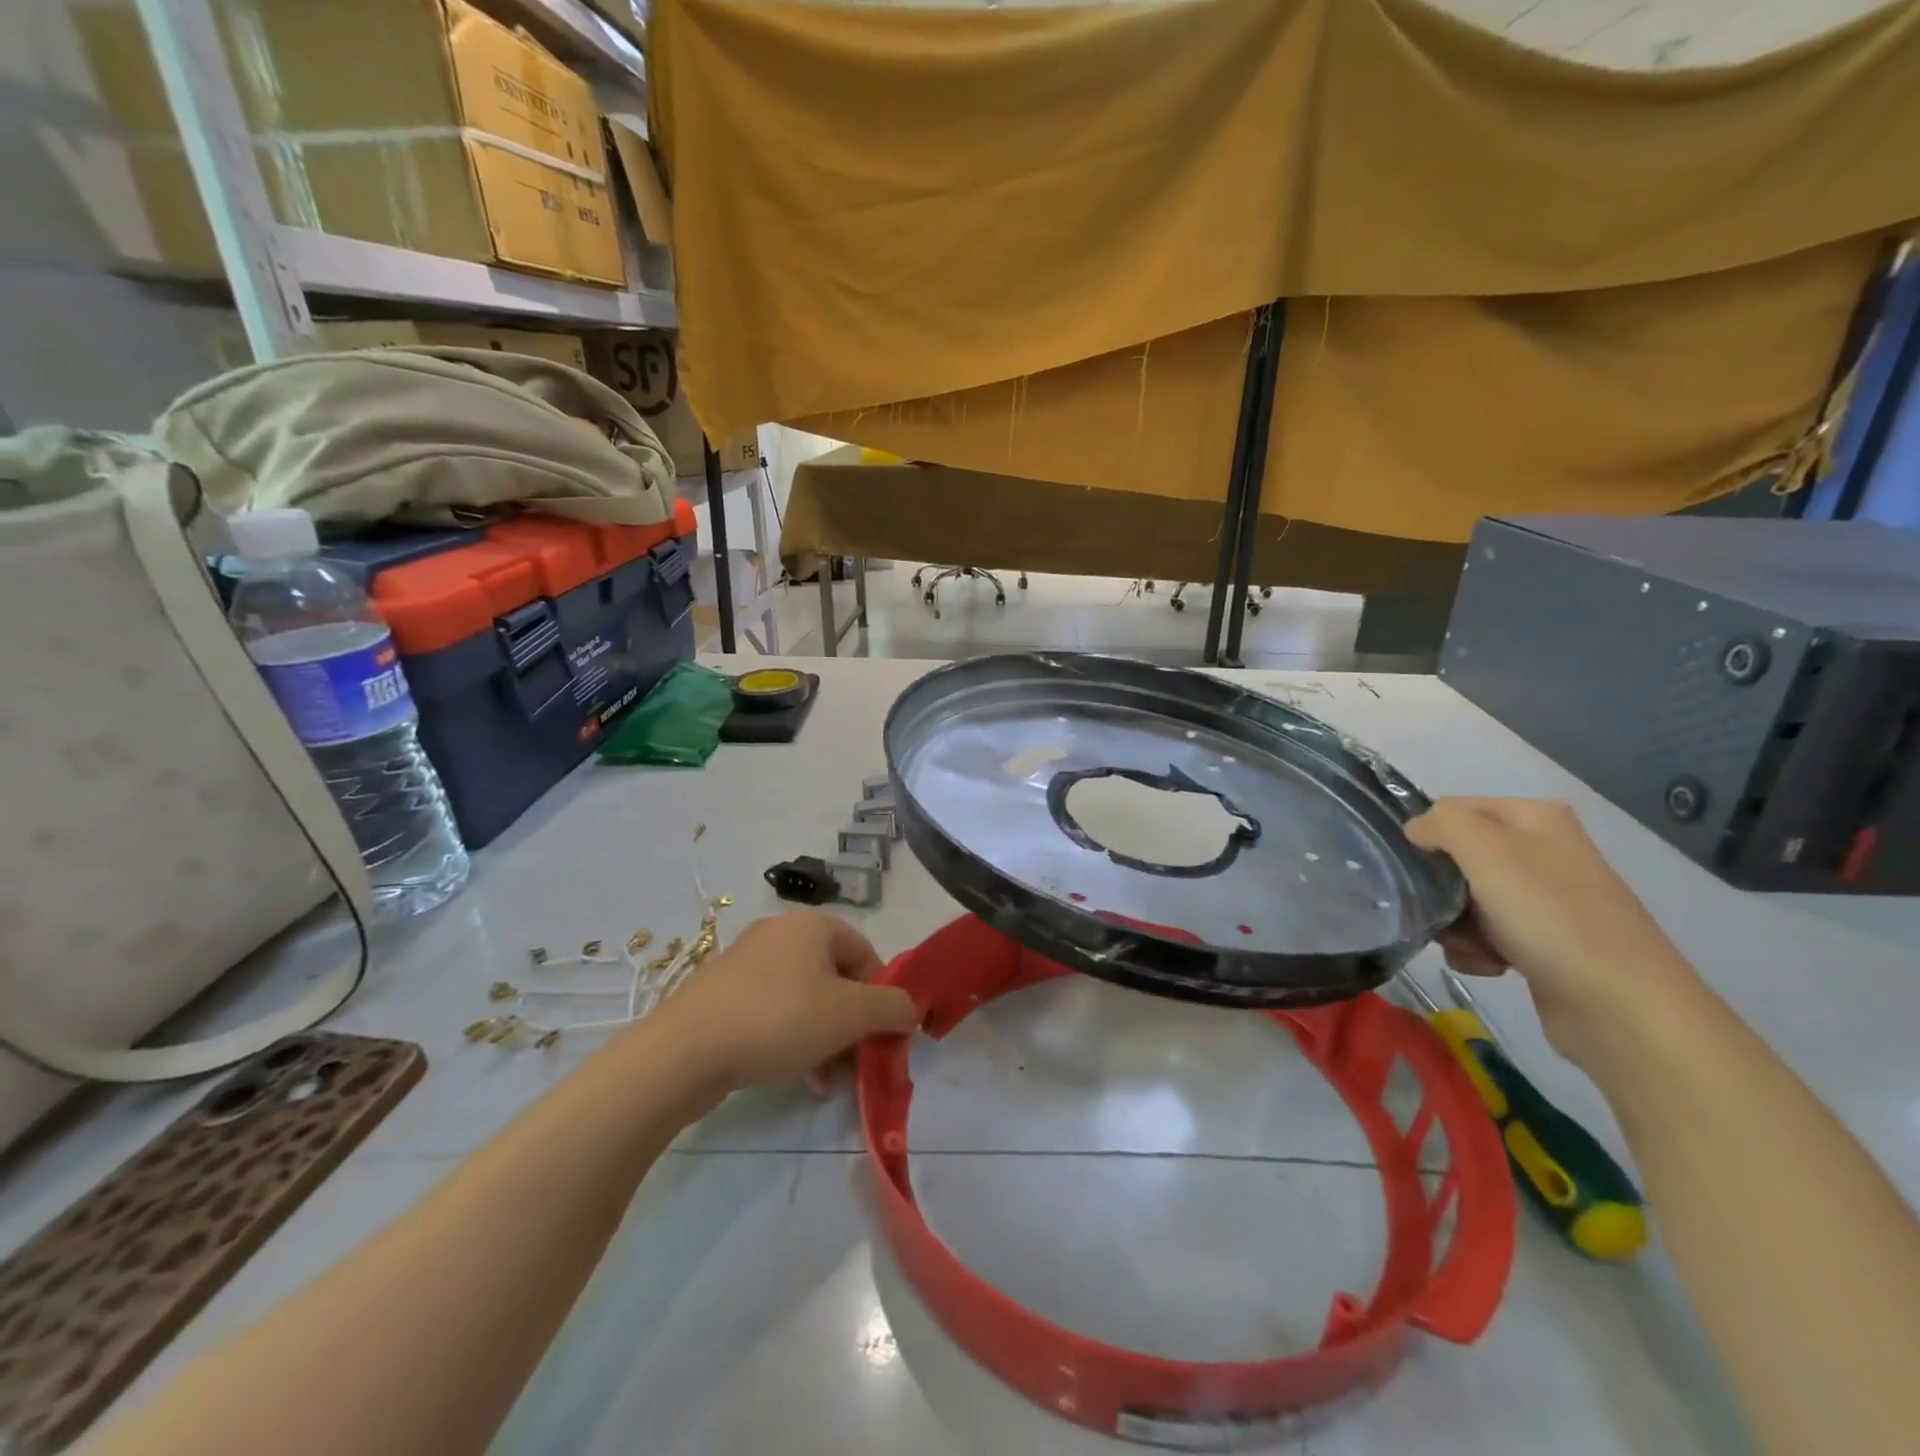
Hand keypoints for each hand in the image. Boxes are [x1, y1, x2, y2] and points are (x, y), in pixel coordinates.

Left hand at [652, 911, 918, 1095]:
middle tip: (857, 1063)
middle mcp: (780, 933)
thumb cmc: (779, 1020)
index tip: (883, 1036)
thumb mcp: (850, 1015)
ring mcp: (747, 961)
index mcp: (813, 925)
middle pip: (836, 978)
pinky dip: (792, 1039)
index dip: (882, 996)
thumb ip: (892, 1008)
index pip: (867, 954)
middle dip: (852, 1024)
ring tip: (826, 1081)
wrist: (685, 1051)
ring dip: (825, 1038)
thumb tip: (909, 1010)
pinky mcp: (723, 993)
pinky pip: (774, 1011)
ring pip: (806, 999)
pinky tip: (796, 1077)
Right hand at [1405, 797, 1700, 1065]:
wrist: (1621, 1006)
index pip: (1451, 810)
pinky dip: (1477, 951)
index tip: (1421, 871)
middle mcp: (1541, 851)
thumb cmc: (1549, 915)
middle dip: (1439, 889)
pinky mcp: (1544, 942)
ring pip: (1464, 900)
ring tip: (1474, 948)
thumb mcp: (1484, 849)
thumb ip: (1440, 823)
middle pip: (1455, 859)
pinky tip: (1491, 966)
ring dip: (1454, 926)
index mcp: (1533, 818)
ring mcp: (1545, 899)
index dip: (1428, 838)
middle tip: (1445, 913)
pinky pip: (1485, 935)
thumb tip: (1416, 831)